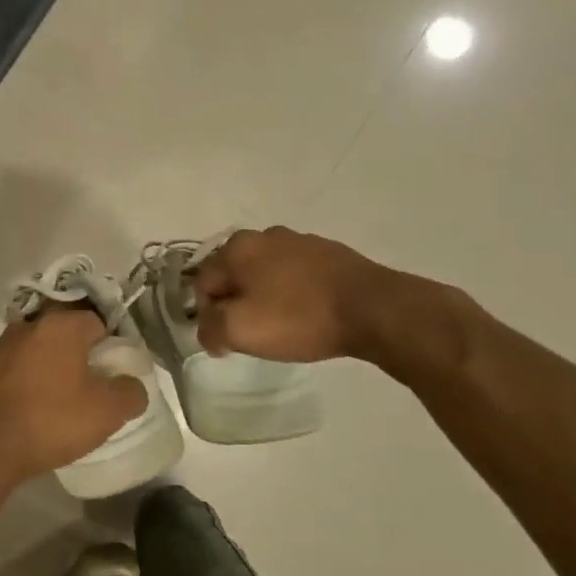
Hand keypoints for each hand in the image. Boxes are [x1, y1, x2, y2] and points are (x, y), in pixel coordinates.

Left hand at [0, 311, 148, 480]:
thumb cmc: (51, 421)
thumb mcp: (107, 413)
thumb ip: (130, 393)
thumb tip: (132, 385)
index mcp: (59, 328)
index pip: (94, 323)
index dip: (106, 347)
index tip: (107, 374)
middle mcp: (23, 327)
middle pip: (56, 337)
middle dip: (68, 357)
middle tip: (78, 390)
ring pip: (24, 353)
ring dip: (35, 370)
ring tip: (42, 405)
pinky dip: (7, 386)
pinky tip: (11, 412)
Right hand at [193, 227, 400, 362]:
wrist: (373, 309)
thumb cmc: (298, 317)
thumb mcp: (239, 331)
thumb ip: (209, 329)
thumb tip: (209, 330)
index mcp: (237, 247)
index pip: (203, 283)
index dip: (208, 315)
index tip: (227, 340)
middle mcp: (264, 235)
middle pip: (234, 275)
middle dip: (237, 303)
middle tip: (253, 333)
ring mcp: (301, 241)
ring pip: (266, 274)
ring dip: (266, 297)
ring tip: (283, 325)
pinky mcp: (330, 253)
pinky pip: (297, 275)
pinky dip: (294, 293)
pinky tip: (307, 314)